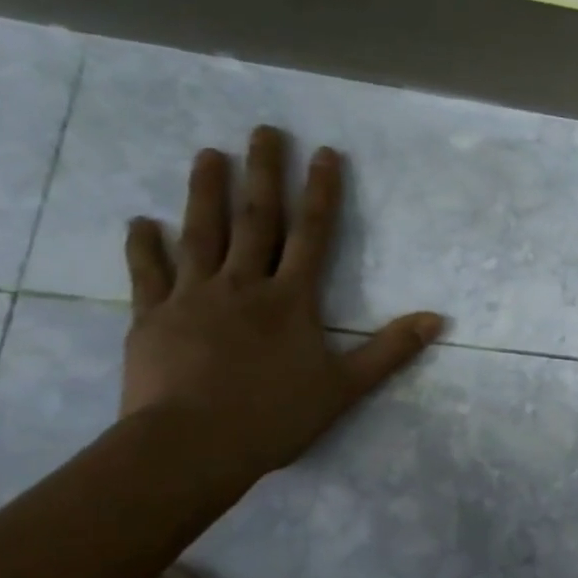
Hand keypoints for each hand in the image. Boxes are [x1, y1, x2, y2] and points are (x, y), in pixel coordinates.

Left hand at [120, 126, 445, 476]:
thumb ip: (390, 350)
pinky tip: (139, 221)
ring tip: (208, 154)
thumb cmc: (274, 417)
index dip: (321, 191)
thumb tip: (437, 319)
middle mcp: (243, 285)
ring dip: (205, 191)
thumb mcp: (345, 387)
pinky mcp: (152, 318)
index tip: (324, 152)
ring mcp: (193, 297)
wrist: (190, 447)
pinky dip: (143, 246)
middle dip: (263, 172)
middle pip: (256, 219)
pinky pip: (148, 274)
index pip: (312, 234)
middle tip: (263, 130)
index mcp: (291, 299)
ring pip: (201, 233)